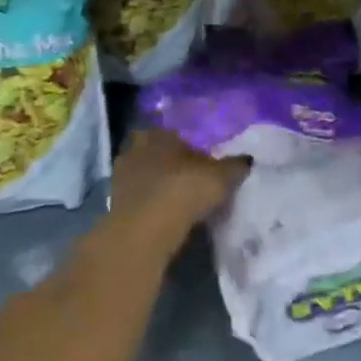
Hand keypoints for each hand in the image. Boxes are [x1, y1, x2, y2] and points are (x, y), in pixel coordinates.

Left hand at [112, 129, 249, 244]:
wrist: (147, 228)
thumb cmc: (186, 188)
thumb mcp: (222, 176)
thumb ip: (235, 165)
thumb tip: (248, 159)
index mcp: (159, 134)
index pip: (173, 133)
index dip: (186, 146)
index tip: (199, 160)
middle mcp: (136, 148)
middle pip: (154, 152)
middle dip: (167, 162)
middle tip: (186, 177)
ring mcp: (121, 176)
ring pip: (142, 174)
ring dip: (154, 184)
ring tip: (175, 199)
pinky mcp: (113, 203)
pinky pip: (136, 197)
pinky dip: (147, 203)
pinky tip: (162, 215)